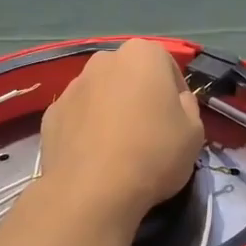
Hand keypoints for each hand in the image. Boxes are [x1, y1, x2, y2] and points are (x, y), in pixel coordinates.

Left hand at [39, 40, 203, 227]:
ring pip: (101, 95)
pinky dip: (87, 131)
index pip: (167, 67)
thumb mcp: (195, 132)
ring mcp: (72, 86)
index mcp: (142, 55)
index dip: (176, 95)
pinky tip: (95, 159)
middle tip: (150, 133)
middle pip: (130, 76)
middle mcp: (103, 60)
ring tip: (119, 150)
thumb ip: (188, 106)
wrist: (92, 191)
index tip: (178, 122)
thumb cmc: (153, 153)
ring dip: (111, 112)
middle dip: (139, 97)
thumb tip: (175, 101)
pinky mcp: (51, 114)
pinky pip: (78, 117)